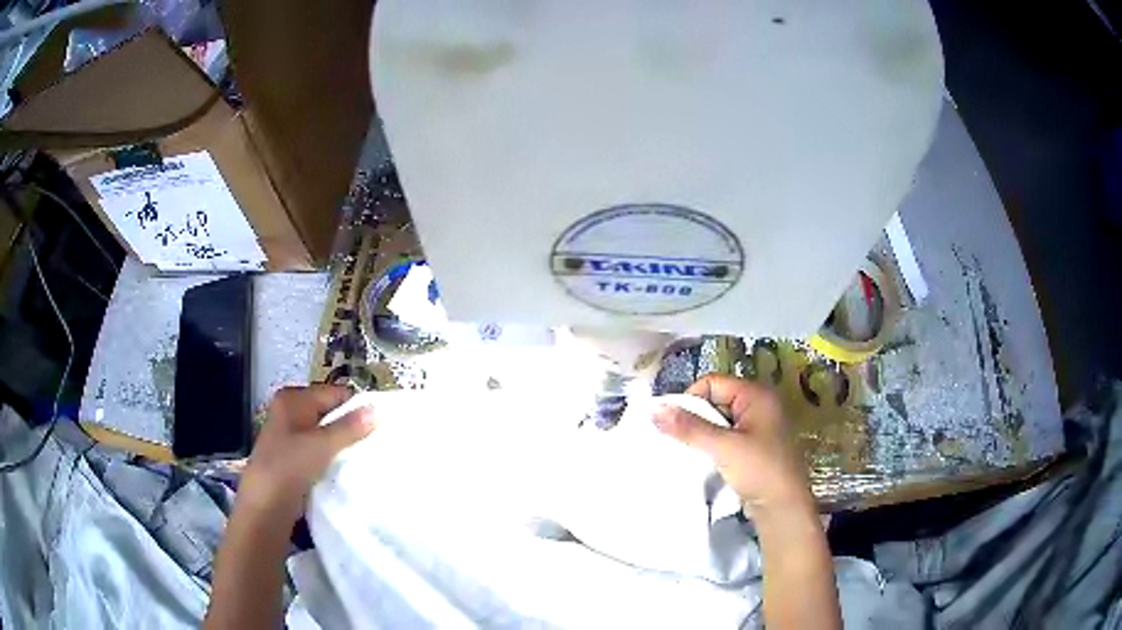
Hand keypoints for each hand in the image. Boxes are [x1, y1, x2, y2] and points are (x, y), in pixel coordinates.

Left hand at [239, 384, 375, 522]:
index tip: (379, 425)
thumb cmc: (290, 465)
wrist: (266, 504)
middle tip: (375, 442)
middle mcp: (290, 411)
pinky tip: (345, 469)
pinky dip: (332, 458)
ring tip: (364, 456)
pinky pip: (319, 451)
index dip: (356, 407)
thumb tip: (377, 410)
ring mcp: (289, 435)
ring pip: (325, 434)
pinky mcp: (292, 457)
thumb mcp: (322, 444)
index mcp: (293, 398)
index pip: (334, 393)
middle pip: (329, 412)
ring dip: (342, 445)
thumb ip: (350, 427)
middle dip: (350, 426)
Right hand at [653, 374, 813, 517]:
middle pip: (714, 400)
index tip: (676, 425)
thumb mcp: (723, 447)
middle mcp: (758, 404)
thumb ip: (689, 427)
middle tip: (680, 440)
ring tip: (690, 452)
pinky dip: (711, 445)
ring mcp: (757, 426)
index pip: (712, 383)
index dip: (691, 399)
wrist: (783, 508)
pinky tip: (703, 459)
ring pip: (718, 420)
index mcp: (757, 394)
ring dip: (702, 434)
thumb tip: (653, 409)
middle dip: (695, 418)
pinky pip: (725, 436)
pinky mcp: (753, 446)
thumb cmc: (759, 470)